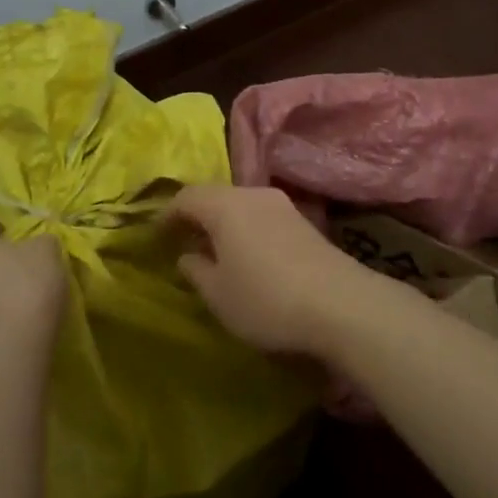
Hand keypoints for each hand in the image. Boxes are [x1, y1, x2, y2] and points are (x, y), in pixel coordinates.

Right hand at [164, 184, 398, 358]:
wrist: (341, 303)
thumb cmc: (266, 299)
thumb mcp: (219, 294)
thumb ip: (197, 271)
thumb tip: (187, 255)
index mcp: (225, 206)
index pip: (187, 197)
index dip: (167, 214)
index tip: (156, 235)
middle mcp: (253, 194)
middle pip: (216, 196)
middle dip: (197, 215)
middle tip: (184, 240)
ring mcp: (283, 205)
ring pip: (242, 205)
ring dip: (225, 222)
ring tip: (216, 250)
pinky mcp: (305, 221)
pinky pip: (263, 216)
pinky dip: (247, 229)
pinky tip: (250, 255)